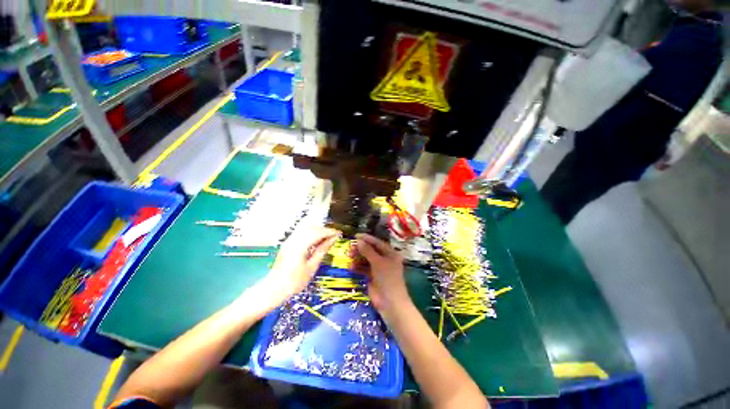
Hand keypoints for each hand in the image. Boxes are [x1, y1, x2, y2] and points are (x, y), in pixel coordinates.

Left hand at [254, 227, 339, 310]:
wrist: (274, 289)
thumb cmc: (294, 282)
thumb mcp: (312, 267)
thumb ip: (322, 250)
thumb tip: (332, 239)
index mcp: (299, 246)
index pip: (317, 232)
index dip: (329, 231)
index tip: (339, 233)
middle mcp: (293, 240)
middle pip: (311, 227)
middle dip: (324, 229)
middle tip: (334, 236)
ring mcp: (289, 241)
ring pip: (306, 228)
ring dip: (318, 230)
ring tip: (327, 238)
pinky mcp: (288, 243)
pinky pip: (301, 232)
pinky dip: (311, 233)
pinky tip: (316, 240)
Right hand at [356, 233, 408, 317]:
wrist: (390, 302)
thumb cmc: (387, 278)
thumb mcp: (378, 262)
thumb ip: (368, 251)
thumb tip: (358, 240)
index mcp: (390, 253)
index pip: (378, 243)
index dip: (367, 239)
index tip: (356, 235)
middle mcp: (385, 259)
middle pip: (372, 250)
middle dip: (361, 248)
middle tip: (350, 246)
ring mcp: (379, 268)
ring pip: (367, 259)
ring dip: (358, 257)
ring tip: (349, 255)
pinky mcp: (373, 276)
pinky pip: (364, 269)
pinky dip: (358, 267)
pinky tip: (351, 266)